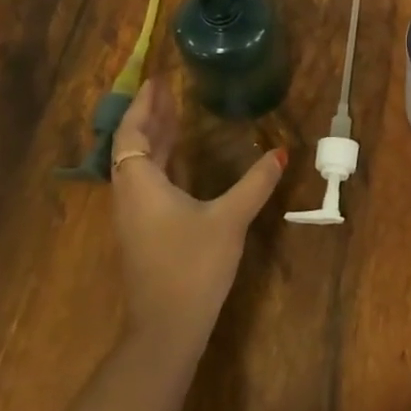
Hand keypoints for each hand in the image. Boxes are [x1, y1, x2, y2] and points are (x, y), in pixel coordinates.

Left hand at [107, 78, 286, 346]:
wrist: (166, 329)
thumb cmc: (192, 266)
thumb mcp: (230, 219)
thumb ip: (255, 184)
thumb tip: (280, 152)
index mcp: (141, 184)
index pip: (132, 133)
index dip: (144, 106)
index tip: (158, 80)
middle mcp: (130, 195)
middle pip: (133, 146)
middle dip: (150, 116)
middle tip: (168, 89)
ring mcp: (134, 217)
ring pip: (138, 165)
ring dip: (155, 138)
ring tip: (175, 113)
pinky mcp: (144, 233)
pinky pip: (146, 182)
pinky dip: (160, 160)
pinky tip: (180, 160)